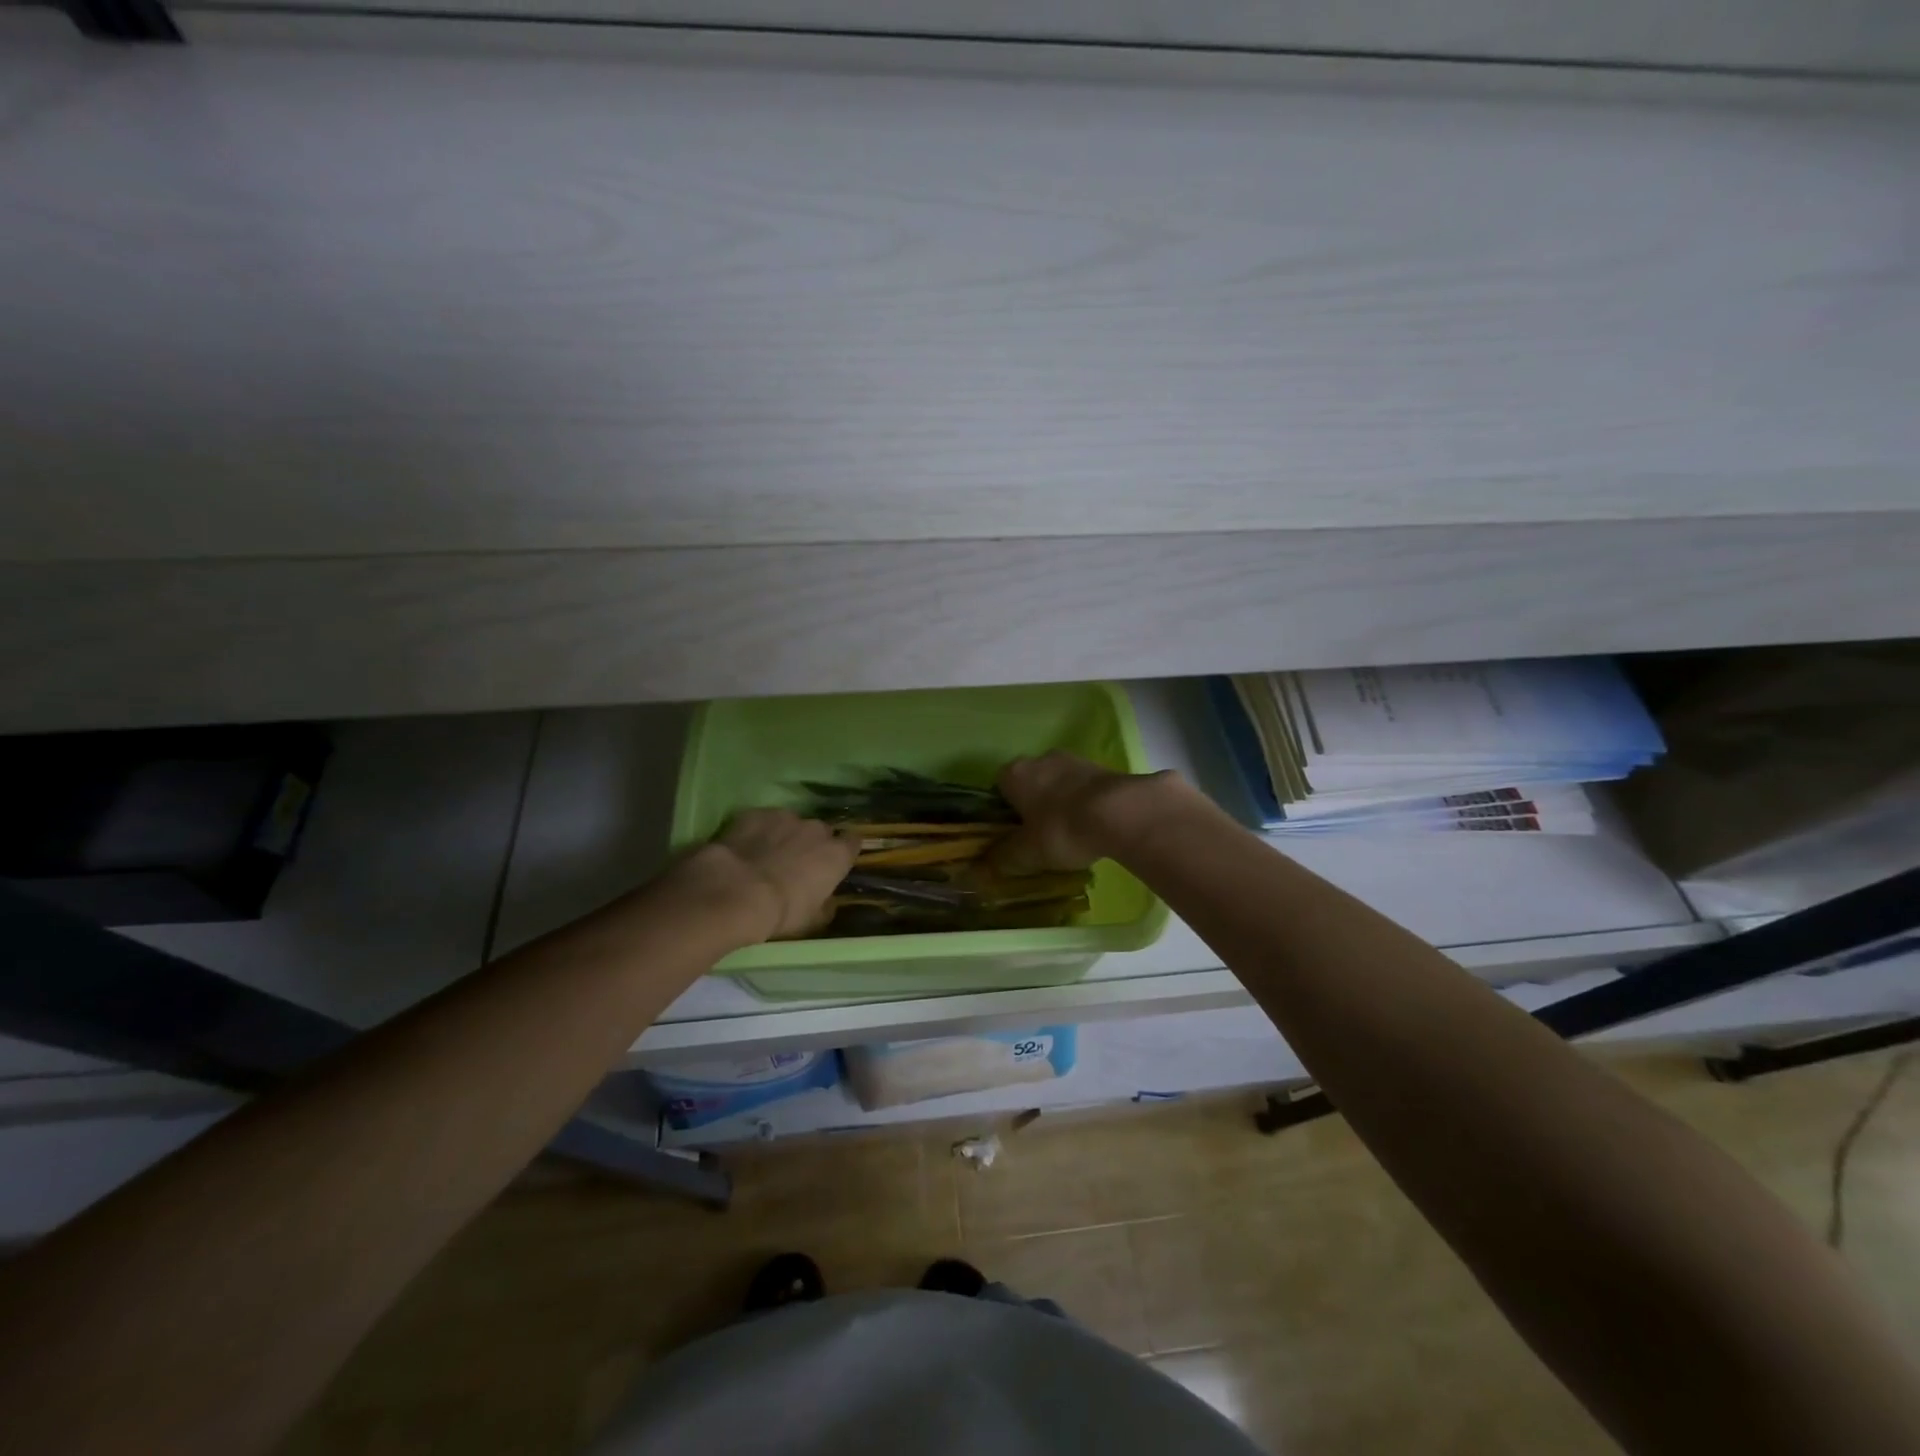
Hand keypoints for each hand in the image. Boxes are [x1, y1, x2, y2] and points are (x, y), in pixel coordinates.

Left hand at [673, 810, 858, 943]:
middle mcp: (816, 829)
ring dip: (784, 836)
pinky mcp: (756, 814)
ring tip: (766, 855)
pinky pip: (763, 820)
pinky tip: (745, 847)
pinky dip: (758, 831)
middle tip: (796, 864)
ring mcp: (785, 817)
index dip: (843, 852)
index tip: (834, 863)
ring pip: (791, 823)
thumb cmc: (782, 912)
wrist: (736, 893)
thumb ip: (826, 905)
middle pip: (821, 832)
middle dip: (812, 844)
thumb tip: (829, 901)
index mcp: (836, 854)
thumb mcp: (812, 920)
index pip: (852, 843)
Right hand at [993, 751, 1183, 874]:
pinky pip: (1084, 788)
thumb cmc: (1061, 830)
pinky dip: (1084, 803)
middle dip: (1034, 806)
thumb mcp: (1027, 853)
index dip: (1004, 812)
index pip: (998, 788)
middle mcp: (1040, 758)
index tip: (1013, 835)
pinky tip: (1092, 826)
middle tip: (1040, 837)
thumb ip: (1003, 858)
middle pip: (1030, 783)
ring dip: (1061, 803)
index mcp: (1014, 773)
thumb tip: (981, 867)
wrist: (1120, 812)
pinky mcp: (1103, 767)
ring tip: (1070, 835)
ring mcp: (1074, 760)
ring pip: (1058, 784)